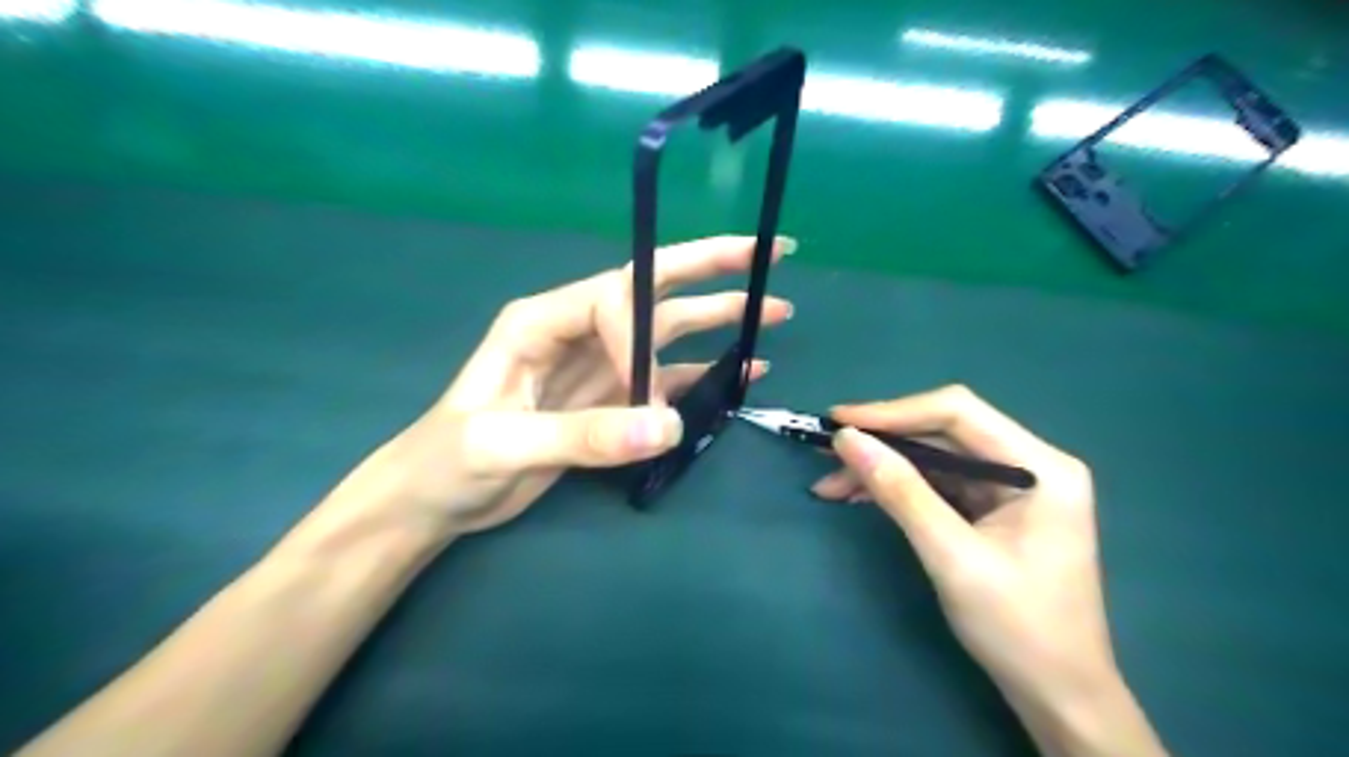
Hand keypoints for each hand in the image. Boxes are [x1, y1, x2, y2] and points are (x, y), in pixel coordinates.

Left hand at [327, 237, 793, 537]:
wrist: (435, 498)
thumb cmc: (448, 461)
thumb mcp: (502, 445)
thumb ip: (583, 435)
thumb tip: (668, 428)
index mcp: (542, 320)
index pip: (613, 298)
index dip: (643, 333)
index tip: (650, 391)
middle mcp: (578, 331)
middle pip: (654, 288)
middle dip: (712, 267)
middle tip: (770, 252)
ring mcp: (599, 365)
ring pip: (668, 331)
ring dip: (720, 319)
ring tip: (774, 311)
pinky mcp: (610, 400)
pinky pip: (666, 380)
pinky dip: (706, 374)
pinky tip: (743, 371)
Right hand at [818, 388, 1164, 753]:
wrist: (1057, 695)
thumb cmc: (1017, 628)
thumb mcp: (951, 556)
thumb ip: (900, 491)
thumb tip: (847, 439)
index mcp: (1040, 466)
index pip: (958, 412)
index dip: (893, 412)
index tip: (838, 422)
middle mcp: (1029, 464)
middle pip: (943, 432)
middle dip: (882, 442)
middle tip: (826, 453)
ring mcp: (1011, 487)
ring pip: (934, 458)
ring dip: (882, 468)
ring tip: (831, 485)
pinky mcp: (992, 508)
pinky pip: (937, 484)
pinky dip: (896, 489)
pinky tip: (859, 496)